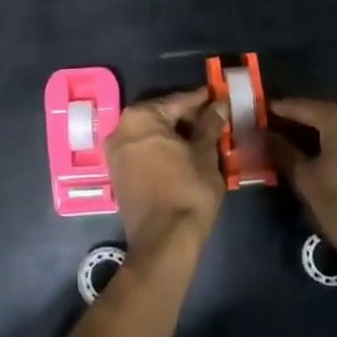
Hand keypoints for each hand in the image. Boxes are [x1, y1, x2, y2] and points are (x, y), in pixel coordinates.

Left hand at [105, 88, 225, 261]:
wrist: (164, 241)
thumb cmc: (187, 190)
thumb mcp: (205, 154)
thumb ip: (210, 125)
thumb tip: (218, 105)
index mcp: (140, 118)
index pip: (177, 100)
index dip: (202, 99)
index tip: (219, 95)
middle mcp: (121, 129)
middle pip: (162, 115)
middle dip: (188, 117)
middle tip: (215, 117)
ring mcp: (116, 153)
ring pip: (152, 134)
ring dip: (176, 134)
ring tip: (205, 136)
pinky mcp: (118, 173)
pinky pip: (144, 151)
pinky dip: (163, 149)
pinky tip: (186, 153)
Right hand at [270, 99, 336, 272]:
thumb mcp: (305, 179)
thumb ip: (282, 150)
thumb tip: (263, 134)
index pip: (302, 106)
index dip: (278, 110)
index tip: (258, 113)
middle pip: (322, 112)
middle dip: (297, 121)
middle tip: (271, 129)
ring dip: (316, 132)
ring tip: (290, 142)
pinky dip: (334, 140)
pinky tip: (318, 152)